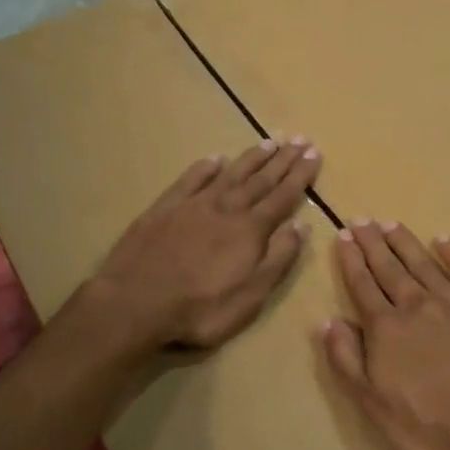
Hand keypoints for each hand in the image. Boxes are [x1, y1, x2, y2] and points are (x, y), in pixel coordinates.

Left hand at [84, 138, 320, 357]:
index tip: (314, 154)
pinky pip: (190, 180)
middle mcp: (226, 208)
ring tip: (270, 142)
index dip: (300, 176)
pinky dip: (205, 168)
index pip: (282, 197)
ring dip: (251, 158)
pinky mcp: (164, 208)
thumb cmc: (200, 309)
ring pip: (229, 174)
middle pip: (260, 180)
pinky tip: (215, 159)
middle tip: (300, 139)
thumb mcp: (251, 296)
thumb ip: (278, 259)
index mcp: (250, 230)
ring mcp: (193, 205)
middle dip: (282, 160)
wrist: (135, 302)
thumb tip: (301, 226)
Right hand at [321, 221, 449, 449]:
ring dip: (406, 243)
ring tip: (391, 223)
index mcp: (388, 329)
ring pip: (425, 265)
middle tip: (362, 220)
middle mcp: (419, 307)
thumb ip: (348, 361)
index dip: (351, 261)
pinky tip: (445, 241)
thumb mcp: (375, 405)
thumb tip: (327, 321)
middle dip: (373, 244)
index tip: (343, 237)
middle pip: (391, 269)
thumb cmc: (433, 429)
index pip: (363, 287)